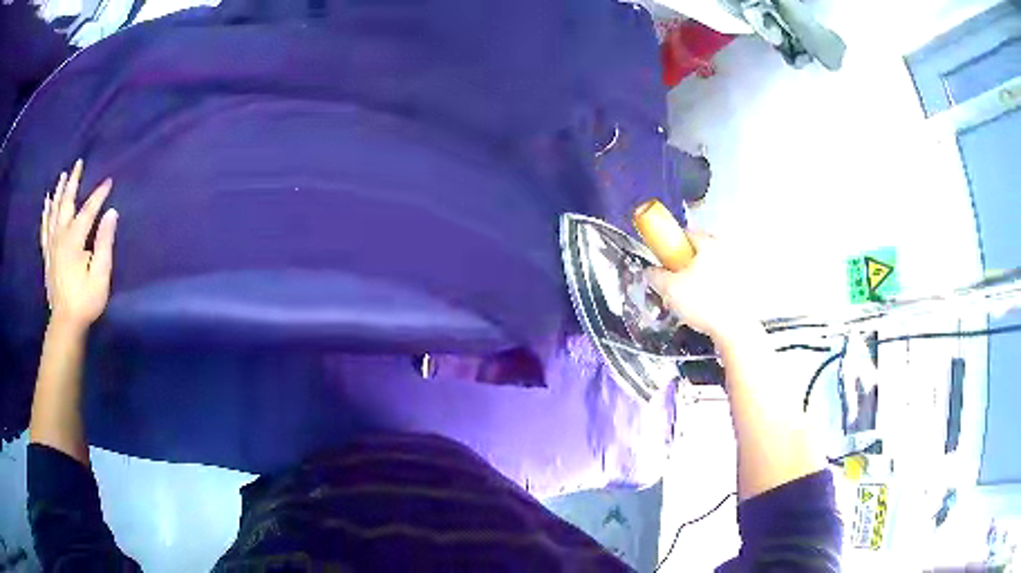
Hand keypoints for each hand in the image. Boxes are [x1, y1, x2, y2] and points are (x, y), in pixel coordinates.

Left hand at [40, 159, 118, 330]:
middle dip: (73, 182)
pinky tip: (47, 203)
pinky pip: (45, 228)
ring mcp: (52, 246)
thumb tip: (111, 213)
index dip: (99, 195)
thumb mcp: (100, 276)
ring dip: (58, 192)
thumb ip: (104, 243)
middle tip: (78, 163)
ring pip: (54, 212)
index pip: (88, 210)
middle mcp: (60, 237)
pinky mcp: (47, 255)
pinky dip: (46, 213)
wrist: (65, 324)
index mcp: (74, 240)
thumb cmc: (85, 301)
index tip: (109, 181)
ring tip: (62, 176)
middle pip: (66, 204)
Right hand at [647, 229, 755, 342]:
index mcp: (709, 243)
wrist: (734, 327)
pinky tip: (709, 303)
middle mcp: (727, 249)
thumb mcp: (669, 290)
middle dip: (689, 261)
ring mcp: (739, 266)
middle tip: (679, 279)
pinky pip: (726, 280)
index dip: (673, 245)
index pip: (686, 233)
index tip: (666, 259)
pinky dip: (717, 287)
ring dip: (704, 274)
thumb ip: (656, 276)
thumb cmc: (704, 303)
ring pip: (714, 264)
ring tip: (693, 295)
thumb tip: (651, 271)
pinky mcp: (745, 284)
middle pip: (702, 249)